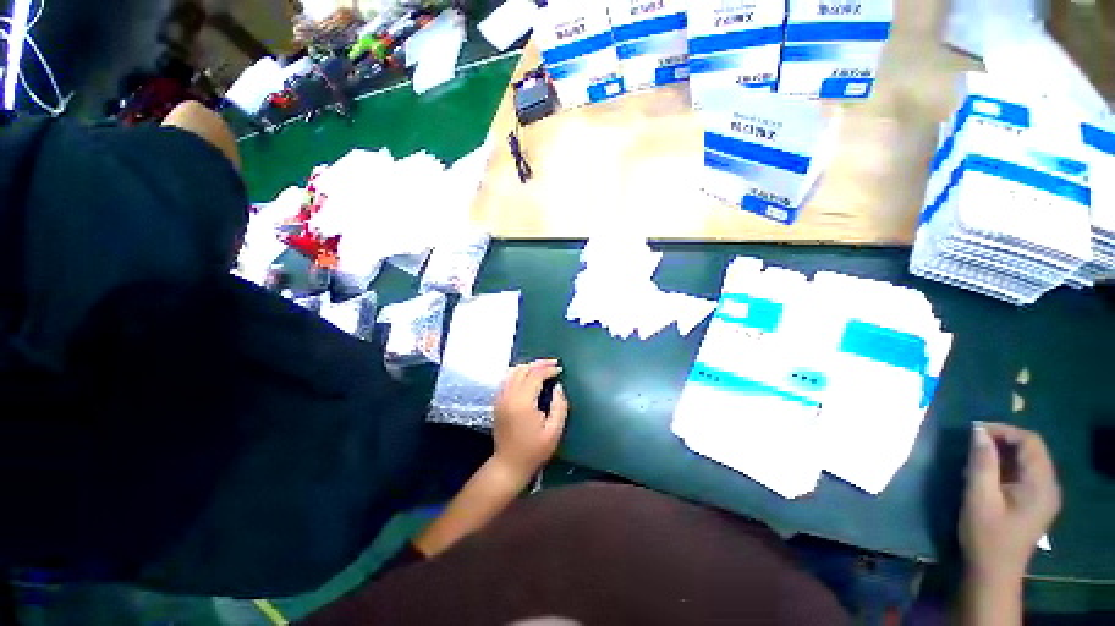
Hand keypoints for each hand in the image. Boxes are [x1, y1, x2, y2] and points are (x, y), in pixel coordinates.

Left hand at [492, 359, 568, 480]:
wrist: (508, 465)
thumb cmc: (534, 450)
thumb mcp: (554, 431)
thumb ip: (559, 406)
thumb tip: (558, 386)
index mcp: (523, 403)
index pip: (535, 375)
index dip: (549, 370)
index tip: (560, 369)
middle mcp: (509, 396)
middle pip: (523, 369)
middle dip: (539, 364)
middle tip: (554, 363)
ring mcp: (501, 398)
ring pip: (513, 371)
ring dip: (529, 366)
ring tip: (543, 368)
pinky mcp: (497, 401)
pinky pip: (507, 379)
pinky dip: (519, 372)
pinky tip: (529, 376)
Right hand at [960, 422, 1060, 583]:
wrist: (993, 573)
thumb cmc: (986, 535)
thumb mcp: (979, 497)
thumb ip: (982, 463)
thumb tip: (978, 431)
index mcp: (1041, 485)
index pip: (1030, 442)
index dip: (1004, 430)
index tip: (974, 431)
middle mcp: (1049, 486)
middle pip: (1031, 450)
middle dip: (1002, 441)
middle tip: (972, 443)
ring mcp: (1044, 496)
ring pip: (1027, 461)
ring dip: (1002, 454)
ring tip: (975, 459)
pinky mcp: (1035, 503)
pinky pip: (1024, 474)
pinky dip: (1005, 467)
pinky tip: (986, 475)